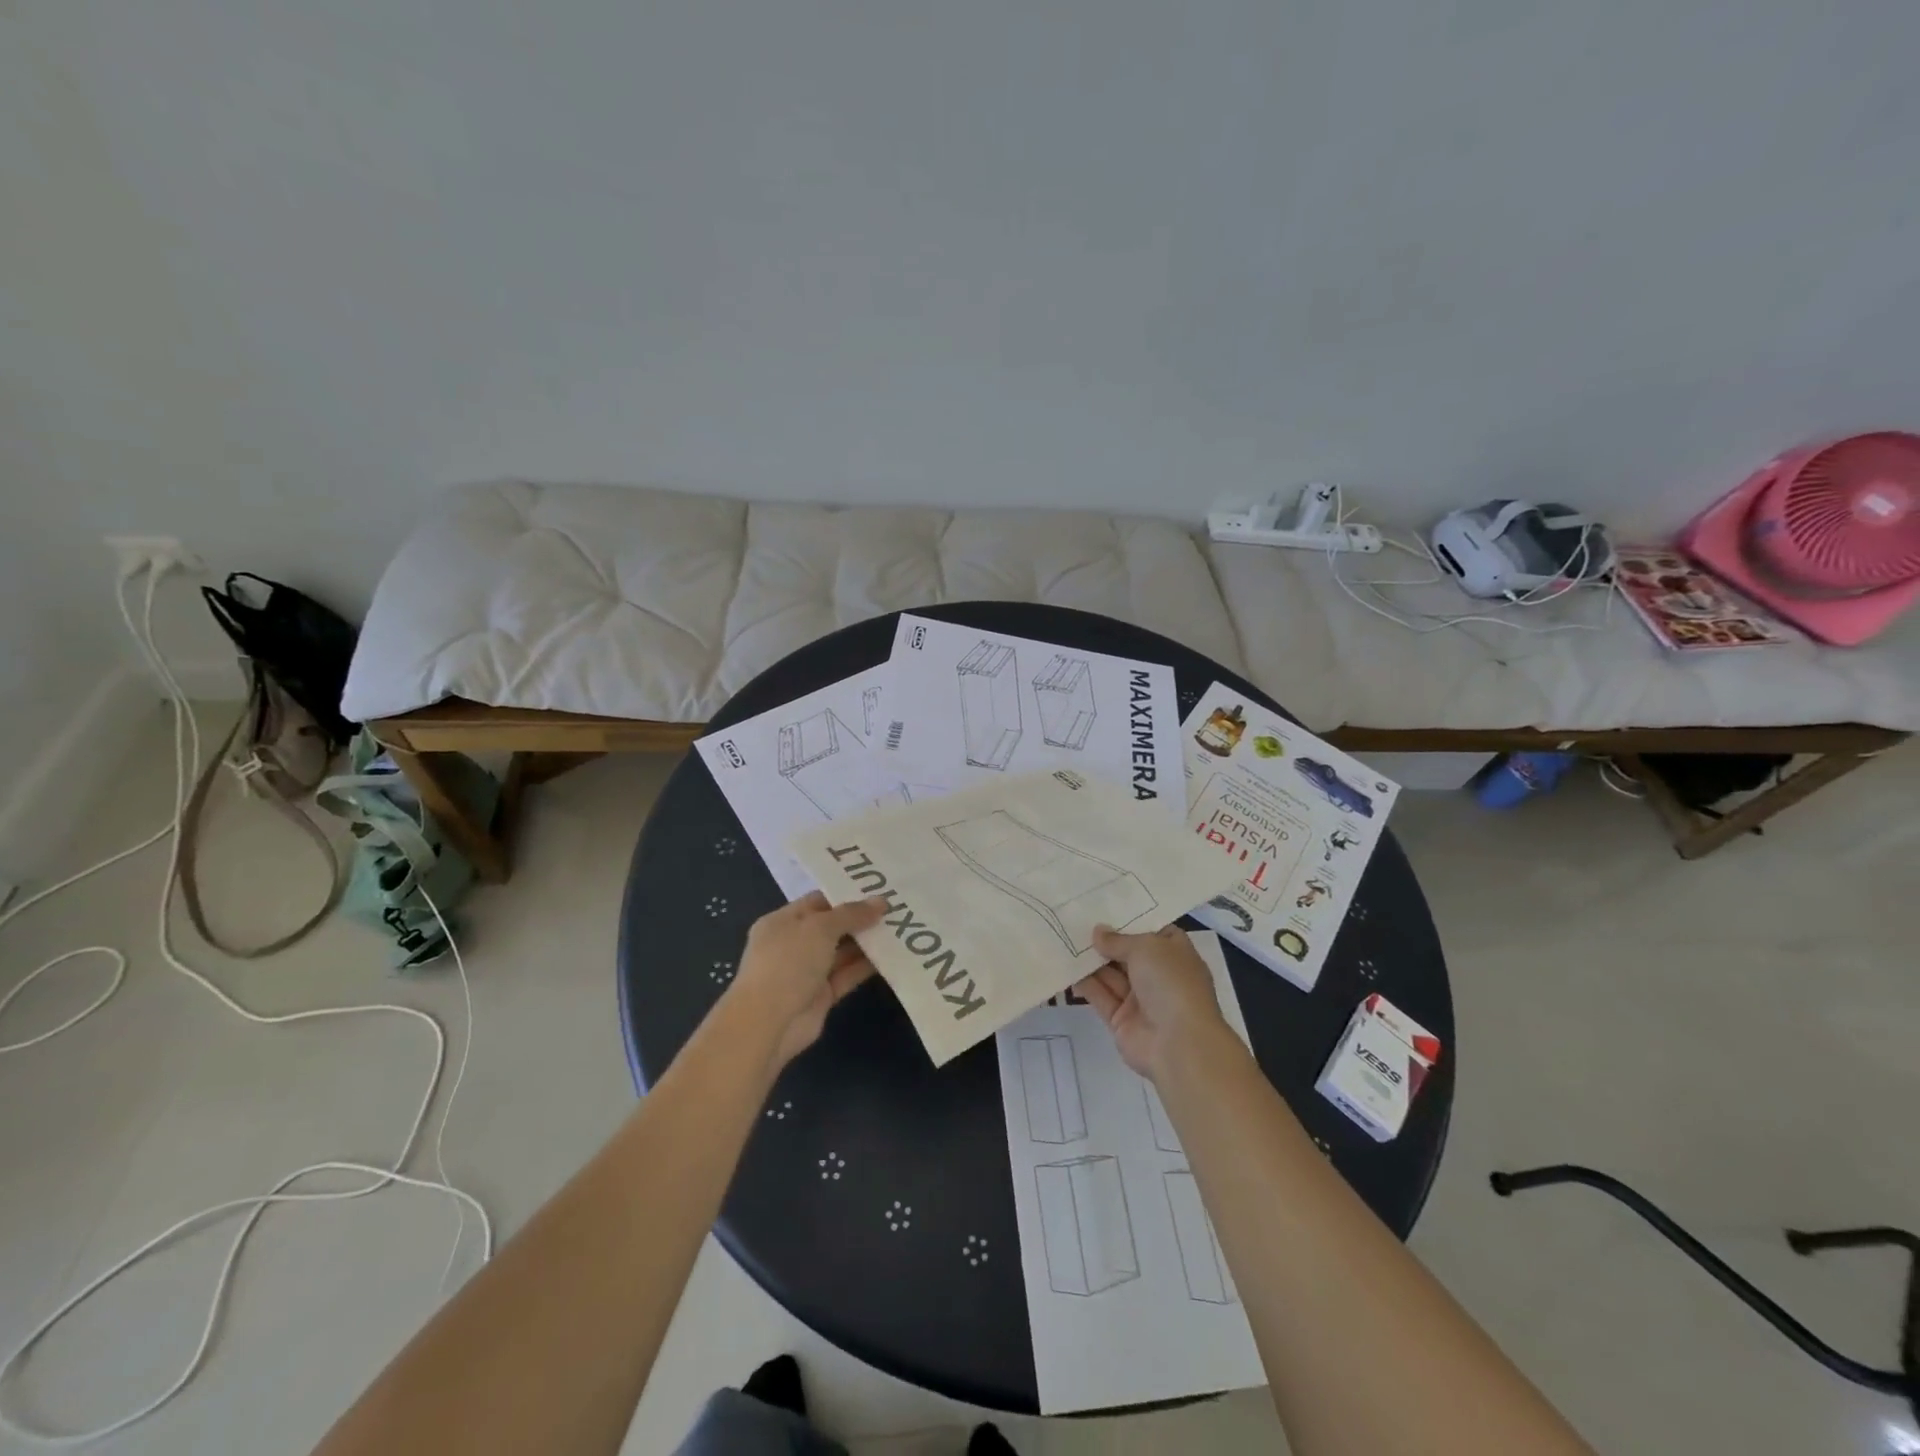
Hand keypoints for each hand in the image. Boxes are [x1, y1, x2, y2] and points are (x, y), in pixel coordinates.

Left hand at [725, 892, 887, 1068]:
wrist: (769, 1023)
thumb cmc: (788, 962)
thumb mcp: (819, 928)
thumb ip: (851, 914)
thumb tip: (881, 901)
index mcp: (782, 922)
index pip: (818, 901)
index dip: (846, 895)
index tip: (878, 889)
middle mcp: (793, 944)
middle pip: (832, 926)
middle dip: (861, 918)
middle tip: (896, 907)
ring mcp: (807, 972)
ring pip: (842, 952)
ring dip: (867, 942)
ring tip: (900, 927)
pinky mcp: (821, 996)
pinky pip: (847, 975)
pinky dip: (866, 966)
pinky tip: (892, 955)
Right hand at [1074, 925, 1230, 1079]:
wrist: (1179, 1044)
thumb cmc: (1171, 983)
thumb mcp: (1146, 947)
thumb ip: (1118, 940)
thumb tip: (1098, 932)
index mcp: (1175, 954)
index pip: (1153, 931)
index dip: (1130, 918)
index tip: (1104, 904)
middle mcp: (1158, 975)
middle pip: (1127, 952)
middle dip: (1104, 938)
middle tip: (1074, 919)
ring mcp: (1140, 999)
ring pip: (1111, 974)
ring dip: (1090, 959)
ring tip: (1064, 937)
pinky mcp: (1121, 1019)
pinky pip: (1100, 995)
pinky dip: (1084, 983)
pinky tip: (1065, 966)